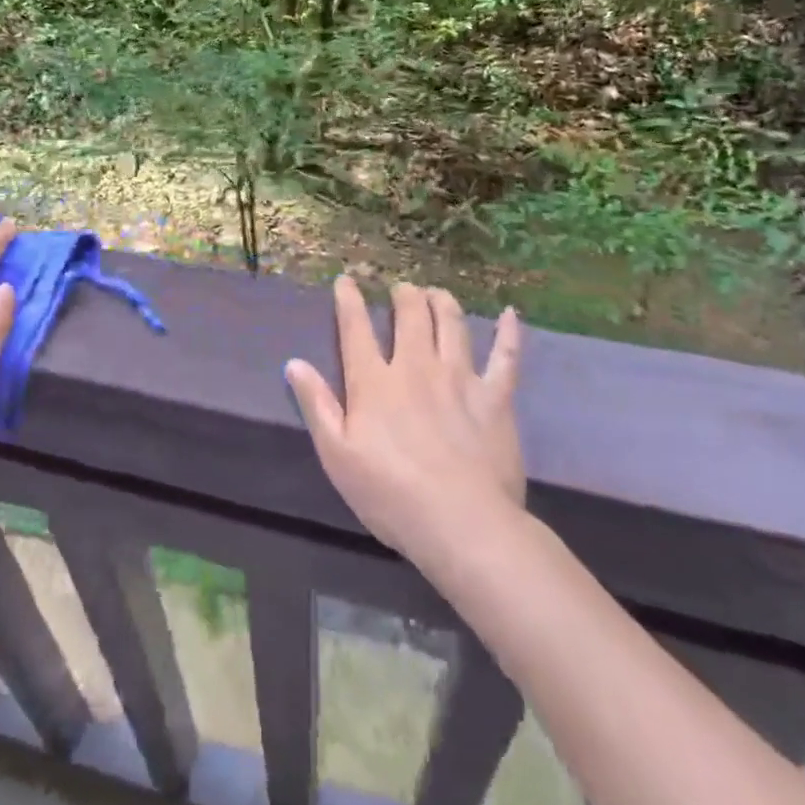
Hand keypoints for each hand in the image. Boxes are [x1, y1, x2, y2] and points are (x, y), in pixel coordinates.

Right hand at [287, 278, 524, 568]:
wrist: (462, 523)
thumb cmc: (390, 495)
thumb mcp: (337, 456)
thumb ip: (317, 405)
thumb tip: (294, 363)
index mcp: (374, 382)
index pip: (356, 329)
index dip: (348, 300)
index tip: (346, 280)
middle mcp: (416, 367)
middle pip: (410, 316)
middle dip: (404, 295)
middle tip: (402, 289)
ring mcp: (460, 378)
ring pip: (451, 324)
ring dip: (442, 302)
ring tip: (436, 292)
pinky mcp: (495, 397)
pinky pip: (506, 356)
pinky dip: (508, 333)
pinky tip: (509, 314)